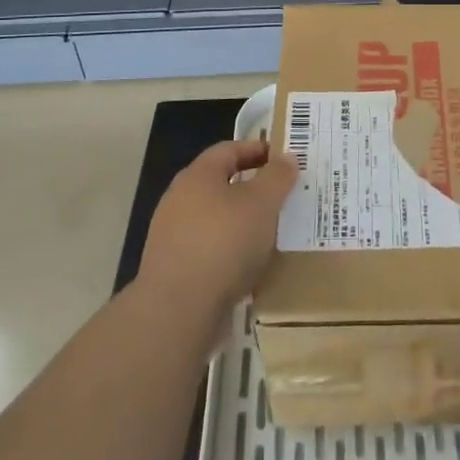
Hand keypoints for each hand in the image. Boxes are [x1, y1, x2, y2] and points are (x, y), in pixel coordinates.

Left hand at [139, 140, 294, 314]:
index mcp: (198, 176)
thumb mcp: (262, 203)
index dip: (257, 150)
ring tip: (271, 232)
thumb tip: (286, 157)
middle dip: (251, 187)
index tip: (283, 158)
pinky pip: (210, 250)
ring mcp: (172, 236)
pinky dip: (231, 251)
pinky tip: (251, 265)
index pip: (229, 150)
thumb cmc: (224, 243)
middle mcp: (180, 200)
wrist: (178, 310)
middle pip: (220, 184)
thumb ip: (277, 177)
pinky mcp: (174, 269)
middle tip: (282, 195)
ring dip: (242, 222)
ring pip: (216, 219)